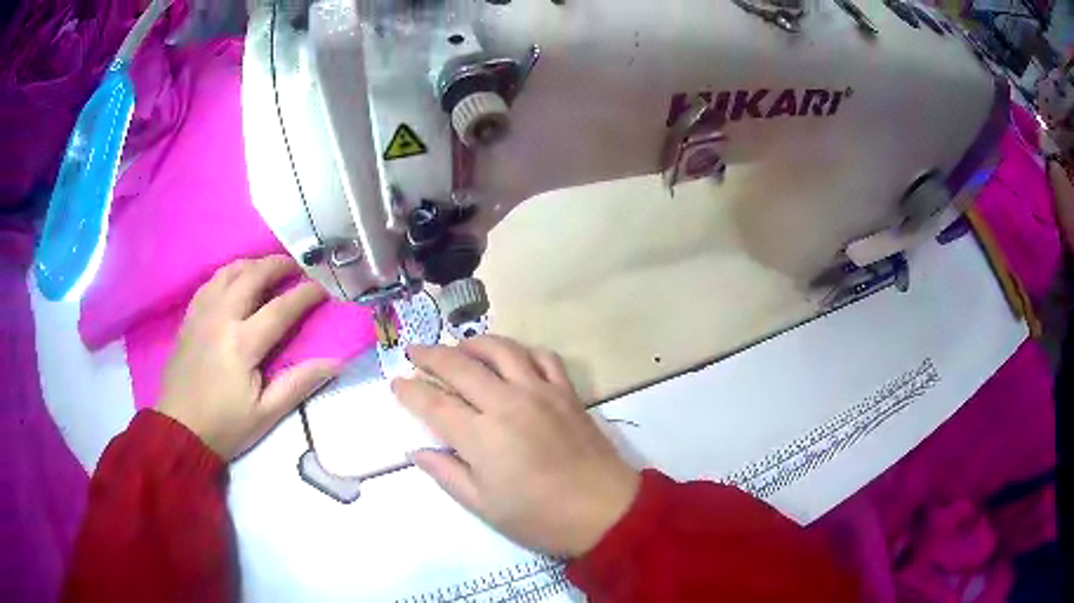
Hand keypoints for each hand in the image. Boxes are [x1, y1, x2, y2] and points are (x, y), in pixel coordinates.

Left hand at [157, 255, 338, 459]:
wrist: (179, 431)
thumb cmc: (225, 426)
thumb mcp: (266, 414)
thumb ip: (299, 384)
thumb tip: (335, 362)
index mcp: (242, 344)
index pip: (280, 308)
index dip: (305, 294)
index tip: (323, 288)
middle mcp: (220, 318)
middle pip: (252, 276)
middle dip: (278, 265)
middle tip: (297, 267)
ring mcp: (201, 315)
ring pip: (228, 273)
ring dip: (252, 265)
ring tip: (267, 270)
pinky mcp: (188, 319)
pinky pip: (209, 283)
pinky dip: (227, 275)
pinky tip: (234, 282)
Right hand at [393, 336, 640, 557]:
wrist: (604, 511)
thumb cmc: (539, 517)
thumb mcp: (484, 505)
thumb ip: (446, 473)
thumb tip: (416, 451)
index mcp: (482, 436)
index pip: (434, 403)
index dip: (410, 390)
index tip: (396, 382)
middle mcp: (507, 403)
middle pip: (460, 366)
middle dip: (431, 354)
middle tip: (415, 351)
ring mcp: (541, 392)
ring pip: (501, 349)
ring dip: (473, 342)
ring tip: (458, 347)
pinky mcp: (566, 391)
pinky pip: (543, 356)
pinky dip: (522, 350)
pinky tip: (512, 357)